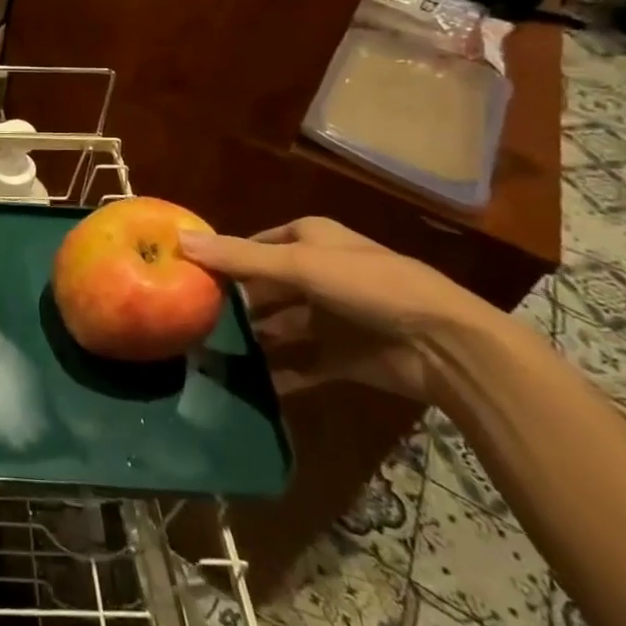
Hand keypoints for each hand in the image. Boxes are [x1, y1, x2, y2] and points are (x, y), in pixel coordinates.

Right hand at [179, 217, 496, 402]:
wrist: (446, 346)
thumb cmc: (369, 286)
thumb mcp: (300, 264)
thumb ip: (239, 258)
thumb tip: (179, 241)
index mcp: (309, 240)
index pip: (253, 245)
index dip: (223, 259)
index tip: (184, 276)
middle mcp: (317, 274)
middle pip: (263, 288)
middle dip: (233, 304)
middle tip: (189, 321)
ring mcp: (329, 318)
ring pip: (278, 327)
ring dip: (251, 340)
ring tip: (208, 355)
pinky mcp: (340, 357)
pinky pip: (299, 365)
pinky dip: (276, 374)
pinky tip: (245, 385)